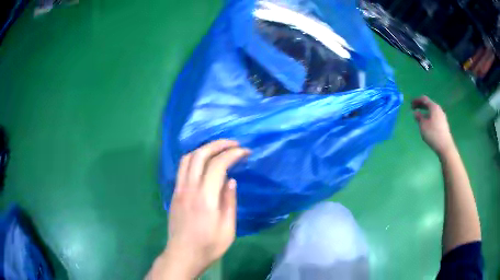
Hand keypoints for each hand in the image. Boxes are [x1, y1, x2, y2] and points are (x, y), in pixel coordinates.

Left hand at [149, 140, 249, 279]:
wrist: (183, 255)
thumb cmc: (209, 245)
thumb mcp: (228, 229)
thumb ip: (229, 202)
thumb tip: (231, 180)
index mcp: (205, 198)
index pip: (218, 165)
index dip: (233, 154)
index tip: (245, 152)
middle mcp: (189, 188)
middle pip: (200, 155)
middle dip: (218, 144)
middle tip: (234, 144)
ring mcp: (179, 190)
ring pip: (187, 158)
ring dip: (204, 148)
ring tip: (219, 149)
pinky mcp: (174, 193)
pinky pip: (182, 168)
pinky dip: (194, 158)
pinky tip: (203, 163)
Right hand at [412, 96, 454, 155]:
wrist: (445, 146)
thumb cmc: (433, 134)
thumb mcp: (423, 125)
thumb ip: (419, 117)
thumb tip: (416, 113)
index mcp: (433, 107)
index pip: (424, 99)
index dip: (416, 100)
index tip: (410, 104)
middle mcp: (439, 109)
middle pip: (428, 104)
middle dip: (421, 105)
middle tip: (414, 108)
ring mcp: (442, 116)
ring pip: (432, 110)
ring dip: (425, 111)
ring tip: (420, 116)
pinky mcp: (443, 123)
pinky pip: (435, 116)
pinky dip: (429, 116)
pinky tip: (427, 122)